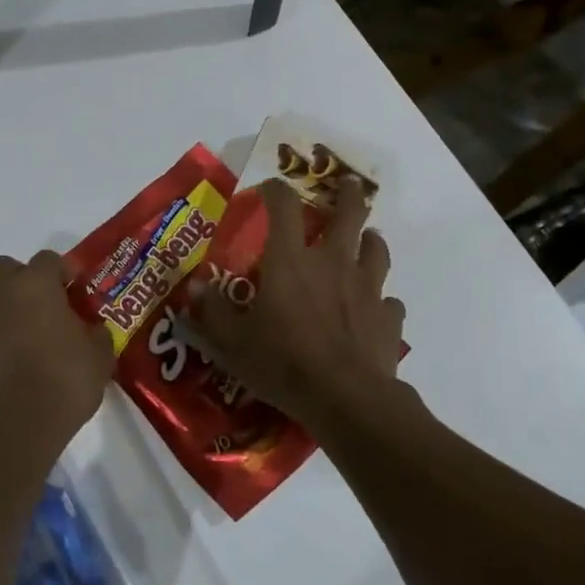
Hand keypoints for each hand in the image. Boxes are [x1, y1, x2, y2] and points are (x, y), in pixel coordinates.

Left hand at [0, 249, 114, 444]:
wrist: (16, 427)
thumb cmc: (64, 380)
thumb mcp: (100, 355)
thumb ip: (96, 332)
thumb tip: (90, 330)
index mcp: (34, 285)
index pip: (49, 259)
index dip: (65, 271)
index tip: (78, 289)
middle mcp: (0, 295)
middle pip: (6, 269)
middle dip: (24, 280)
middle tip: (48, 305)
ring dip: (11, 311)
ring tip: (34, 340)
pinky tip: (17, 366)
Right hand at [189, 180, 405, 433]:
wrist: (346, 399)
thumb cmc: (283, 363)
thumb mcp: (233, 342)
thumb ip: (214, 311)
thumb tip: (196, 286)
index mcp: (291, 261)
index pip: (284, 207)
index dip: (277, 190)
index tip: (270, 189)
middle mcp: (333, 263)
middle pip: (349, 214)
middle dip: (347, 195)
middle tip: (345, 185)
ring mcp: (367, 288)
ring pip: (377, 250)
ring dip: (370, 240)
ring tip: (366, 240)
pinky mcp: (388, 318)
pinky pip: (388, 300)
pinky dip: (381, 299)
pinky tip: (374, 308)